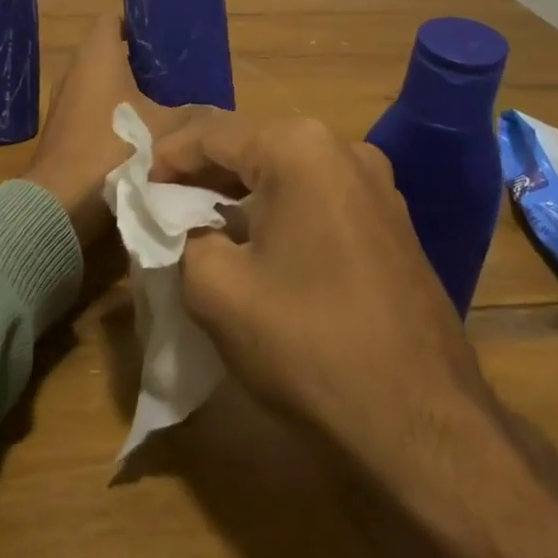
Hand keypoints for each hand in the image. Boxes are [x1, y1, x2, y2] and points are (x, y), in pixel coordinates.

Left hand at [25, 13, 195, 249]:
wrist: (63, 202)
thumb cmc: (115, 148)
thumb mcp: (168, 130)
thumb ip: (195, 115)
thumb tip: (218, 112)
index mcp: (96, 56)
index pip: (112, 20)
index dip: (137, 22)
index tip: (164, 36)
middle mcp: (73, 72)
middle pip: (106, 54)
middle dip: (138, 62)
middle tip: (174, 73)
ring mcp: (62, 104)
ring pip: (98, 86)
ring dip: (125, 92)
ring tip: (162, 103)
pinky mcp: (60, 133)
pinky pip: (90, 112)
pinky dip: (111, 117)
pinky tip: (138, 135)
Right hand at [151, 111, 557, 557]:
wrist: (422, 424)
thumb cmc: (309, 346)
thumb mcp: (216, 289)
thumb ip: (180, 237)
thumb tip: (179, 224)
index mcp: (300, 148)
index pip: (211, 134)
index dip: (164, 159)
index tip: (135, 191)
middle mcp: (344, 149)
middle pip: (251, 147)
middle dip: (202, 175)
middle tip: (161, 208)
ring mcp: (378, 185)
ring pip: (286, 174)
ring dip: (239, 194)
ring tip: (200, 227)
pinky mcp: (392, 222)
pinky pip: (318, 199)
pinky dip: (278, 212)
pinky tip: (257, 246)